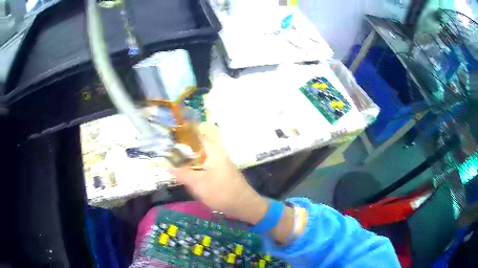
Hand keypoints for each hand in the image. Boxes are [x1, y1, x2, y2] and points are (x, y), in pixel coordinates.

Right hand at [169, 136, 268, 224]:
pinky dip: (193, 166)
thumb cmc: (221, 192)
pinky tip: (184, 172)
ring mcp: (218, 160)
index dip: (179, 136)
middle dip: (180, 149)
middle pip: (194, 145)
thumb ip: (182, 174)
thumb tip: (168, 166)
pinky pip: (202, 163)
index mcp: (212, 149)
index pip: (193, 134)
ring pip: (198, 155)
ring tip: (170, 162)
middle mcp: (216, 150)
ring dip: (186, 159)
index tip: (166, 140)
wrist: (243, 205)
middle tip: (165, 154)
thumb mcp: (198, 184)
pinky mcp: (219, 169)